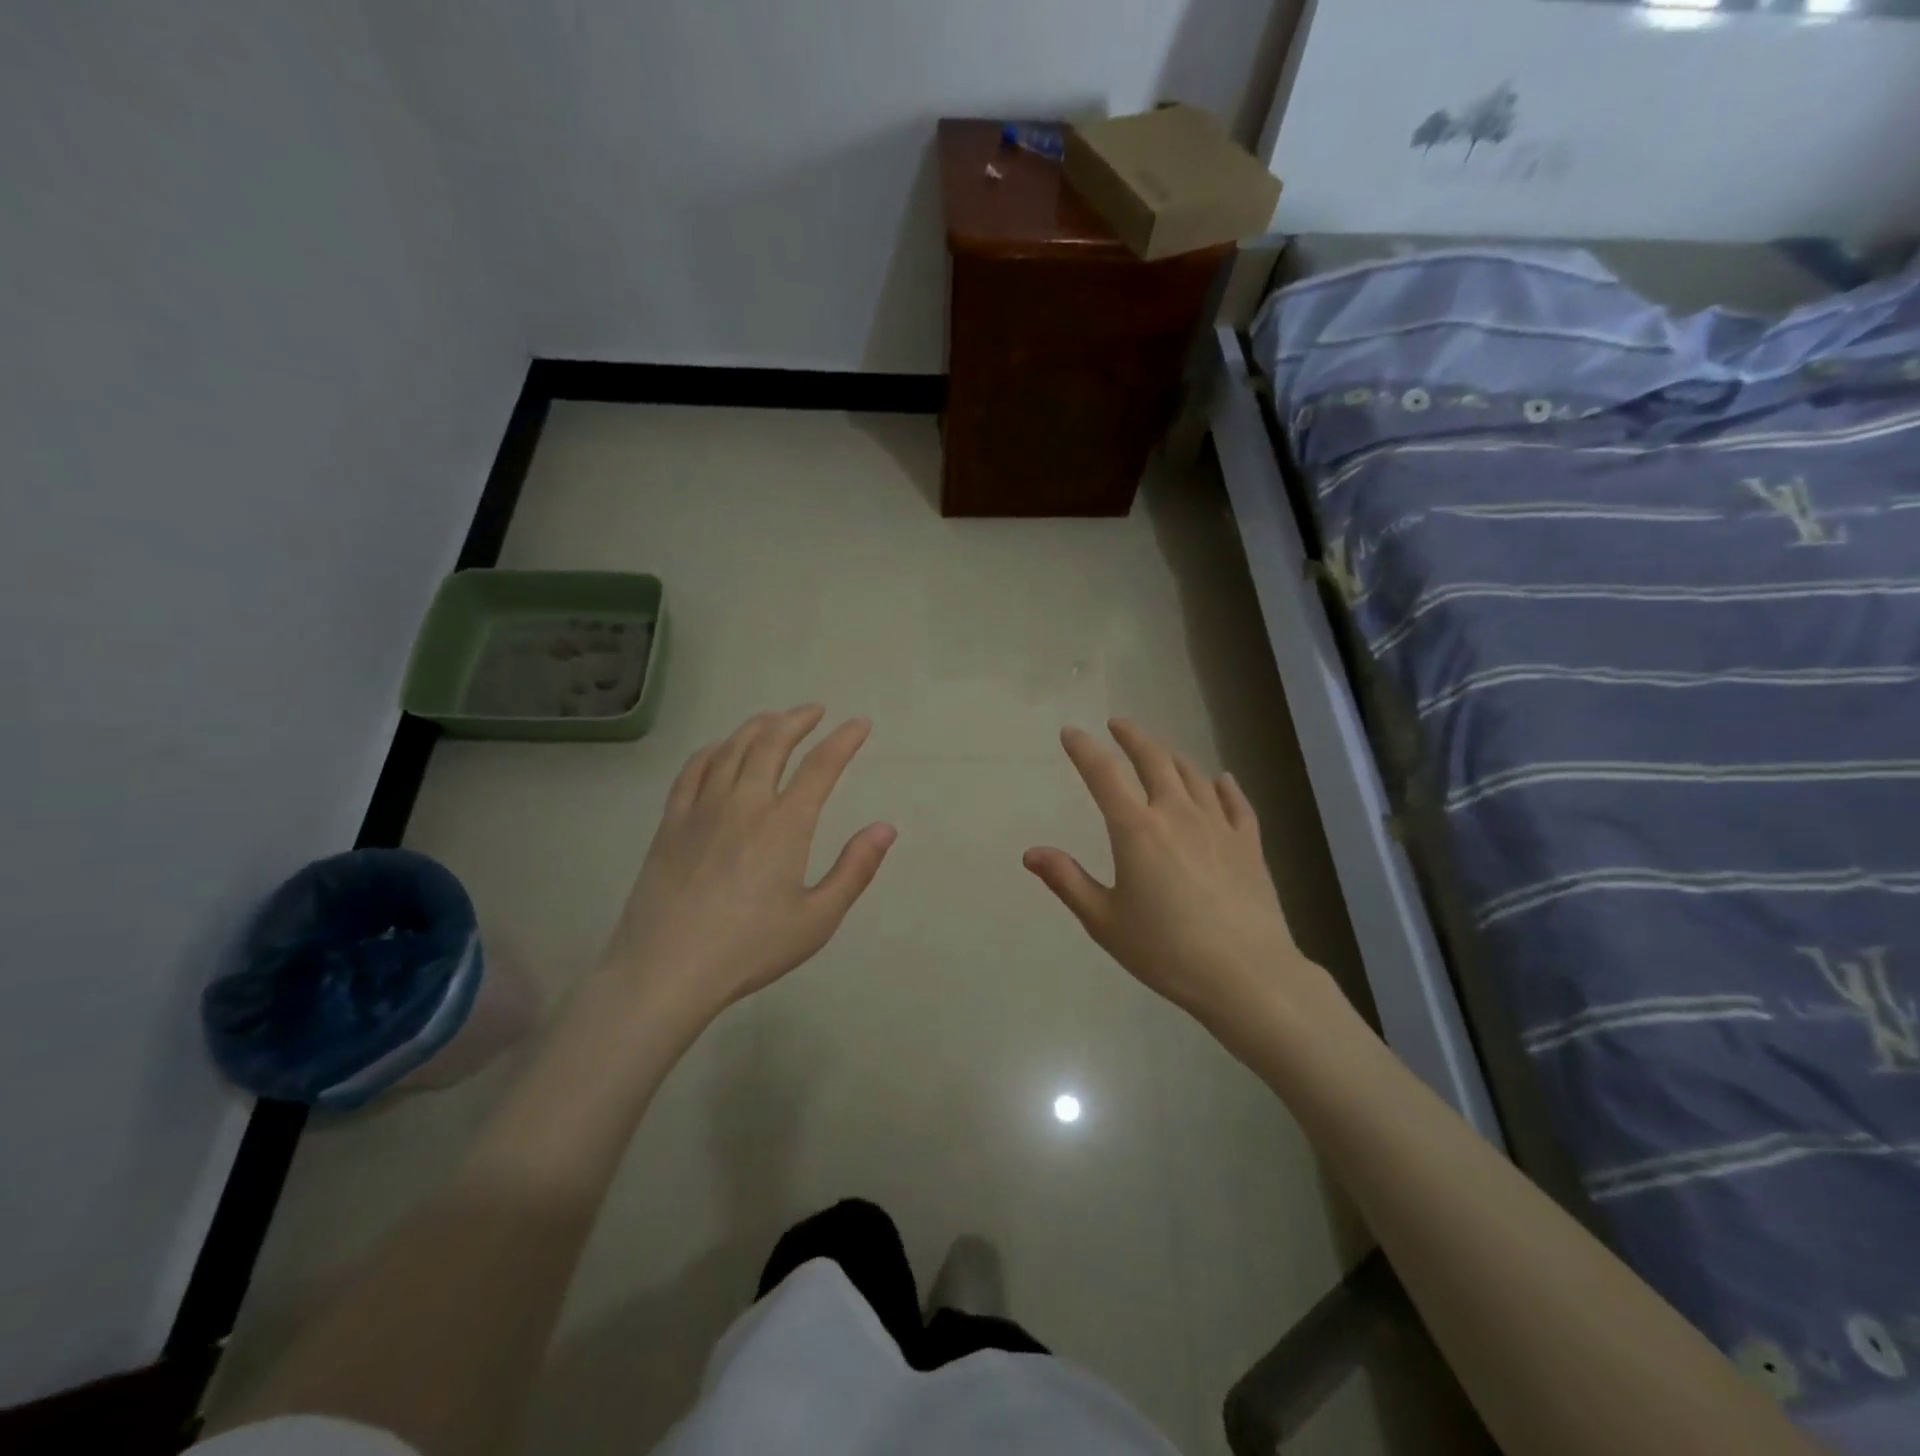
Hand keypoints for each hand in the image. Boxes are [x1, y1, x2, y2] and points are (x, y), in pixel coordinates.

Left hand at [604, 705, 896, 1020]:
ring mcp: (703, 809)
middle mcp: (745, 803)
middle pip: (772, 743)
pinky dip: (713, 749)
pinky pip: (693, 770)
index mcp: (785, 825)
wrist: (667, 970)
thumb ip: (855, 869)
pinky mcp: (672, 823)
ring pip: (732, 749)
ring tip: (774, 719)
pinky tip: (721, 748)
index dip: (844, 740)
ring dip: (758, 726)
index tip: (859, 725)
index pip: (821, 767)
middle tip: (815, 710)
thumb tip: (886, 827)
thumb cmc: (750, 949)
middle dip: (797, 720)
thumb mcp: (817, 919)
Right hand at [1025, 719, 1314, 1024]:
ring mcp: (1218, 826)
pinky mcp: (1249, 844)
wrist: (1246, 975)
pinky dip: (1223, 786)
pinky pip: (1235, 802)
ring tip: (1160, 751)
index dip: (1084, 750)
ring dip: (1172, 756)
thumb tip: (1031, 852)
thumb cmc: (1166, 950)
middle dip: (1132, 737)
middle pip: (1154, 760)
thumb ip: (1067, 881)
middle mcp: (1177, 814)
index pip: (1104, 775)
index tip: (1071, 733)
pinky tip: (1221, 780)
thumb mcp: (1105, 921)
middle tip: (1118, 724)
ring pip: (1194, 775)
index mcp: (1136, 830)